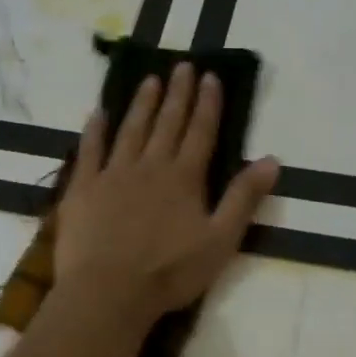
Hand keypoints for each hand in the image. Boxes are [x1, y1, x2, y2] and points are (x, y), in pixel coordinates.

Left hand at [54, 64, 279, 328]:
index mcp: (185, 179)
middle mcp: (150, 166)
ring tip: (149, 79)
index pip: (201, 133)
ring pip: (130, 130)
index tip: (210, 77)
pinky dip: (94, 131)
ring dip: (141, 104)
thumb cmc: (170, 272)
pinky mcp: (83, 189)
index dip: (207, 104)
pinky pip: (89, 151)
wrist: (109, 291)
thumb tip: (272, 160)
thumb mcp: (220, 241)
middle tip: (182, 65)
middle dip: (177, 94)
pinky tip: (97, 113)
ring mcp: (113, 174)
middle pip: (167, 123)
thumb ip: (243, 199)